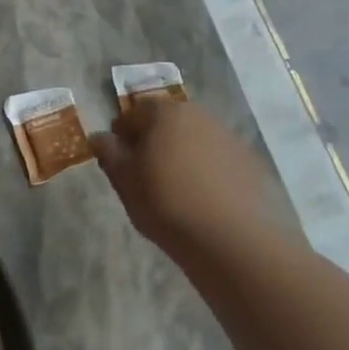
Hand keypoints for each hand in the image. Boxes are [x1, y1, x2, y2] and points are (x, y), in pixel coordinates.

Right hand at [92, 97, 270, 254]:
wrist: (228, 237)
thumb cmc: (165, 202)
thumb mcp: (124, 180)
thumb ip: (109, 153)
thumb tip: (100, 137)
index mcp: (165, 114)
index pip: (135, 112)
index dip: (122, 132)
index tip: (117, 156)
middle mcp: (199, 115)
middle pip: (168, 121)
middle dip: (153, 139)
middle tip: (144, 171)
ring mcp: (228, 137)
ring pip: (194, 138)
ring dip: (181, 153)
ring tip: (174, 185)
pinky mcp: (248, 161)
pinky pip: (217, 158)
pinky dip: (206, 169)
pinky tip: (201, 196)